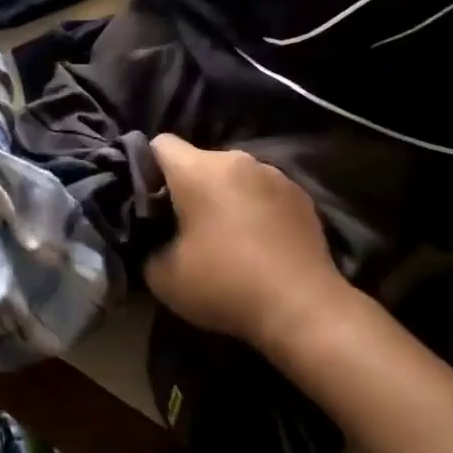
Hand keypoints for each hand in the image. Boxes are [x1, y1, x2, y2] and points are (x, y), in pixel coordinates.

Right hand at [144, 134, 349, 353]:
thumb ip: (148, 248)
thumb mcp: (165, 279)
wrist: (304, 307)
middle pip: (199, 161)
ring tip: (227, 237)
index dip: (148, 168)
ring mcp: (272, 174)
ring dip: (225, 196)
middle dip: (189, 187)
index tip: (150, 202)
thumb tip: (154, 241)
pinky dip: (256, 208)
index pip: (161, 144)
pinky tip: (260, 243)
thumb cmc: (226, 285)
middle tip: (186, 227)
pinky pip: (264, 191)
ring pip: (234, 176)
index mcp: (198, 170)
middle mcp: (235, 159)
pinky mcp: (300, 194)